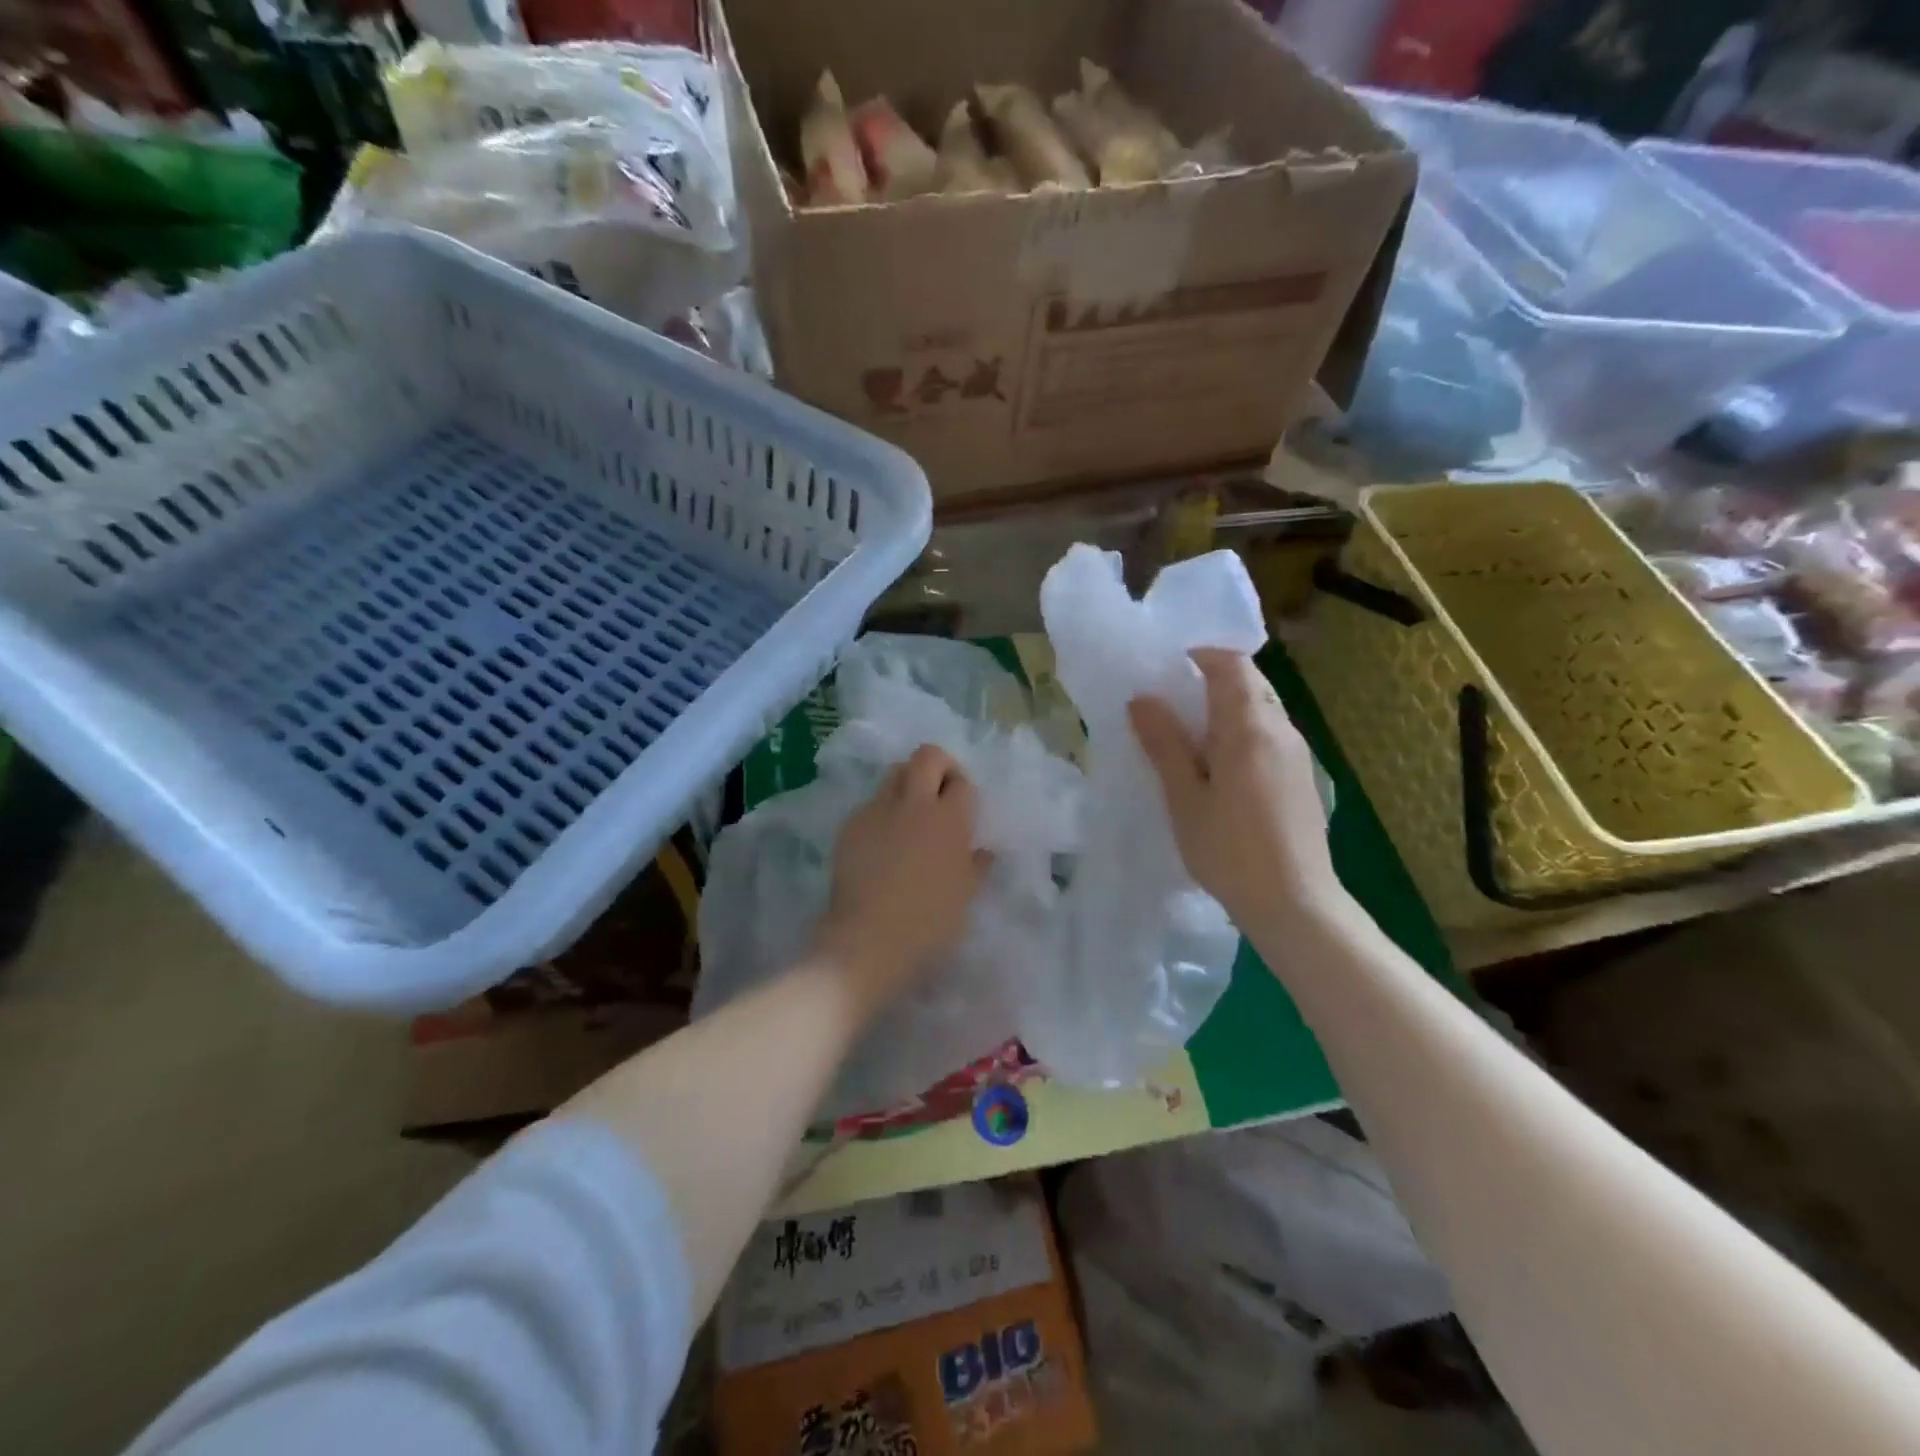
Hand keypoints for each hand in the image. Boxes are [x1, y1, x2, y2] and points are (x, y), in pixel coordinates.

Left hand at [813, 744, 989, 1004]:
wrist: (868, 941)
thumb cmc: (929, 923)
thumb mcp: (965, 896)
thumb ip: (976, 866)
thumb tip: (982, 851)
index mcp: (949, 819)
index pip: (961, 781)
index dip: (963, 789)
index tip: (962, 809)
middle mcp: (914, 804)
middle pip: (926, 757)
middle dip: (937, 767)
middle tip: (939, 795)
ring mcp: (877, 811)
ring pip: (894, 774)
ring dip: (907, 784)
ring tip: (910, 815)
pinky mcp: (850, 825)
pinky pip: (870, 804)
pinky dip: (881, 812)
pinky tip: (882, 843)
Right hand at [1129, 649, 1340, 929]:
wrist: (1296, 904)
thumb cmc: (1230, 852)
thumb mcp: (1185, 799)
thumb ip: (1165, 745)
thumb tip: (1142, 699)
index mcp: (1250, 728)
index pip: (1232, 665)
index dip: (1200, 657)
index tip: (1166, 670)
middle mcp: (1281, 730)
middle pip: (1250, 682)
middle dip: (1211, 679)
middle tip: (1171, 702)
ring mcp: (1297, 753)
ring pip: (1262, 708)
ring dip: (1226, 707)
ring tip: (1188, 735)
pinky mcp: (1302, 776)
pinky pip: (1270, 733)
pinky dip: (1242, 730)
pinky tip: (1218, 766)